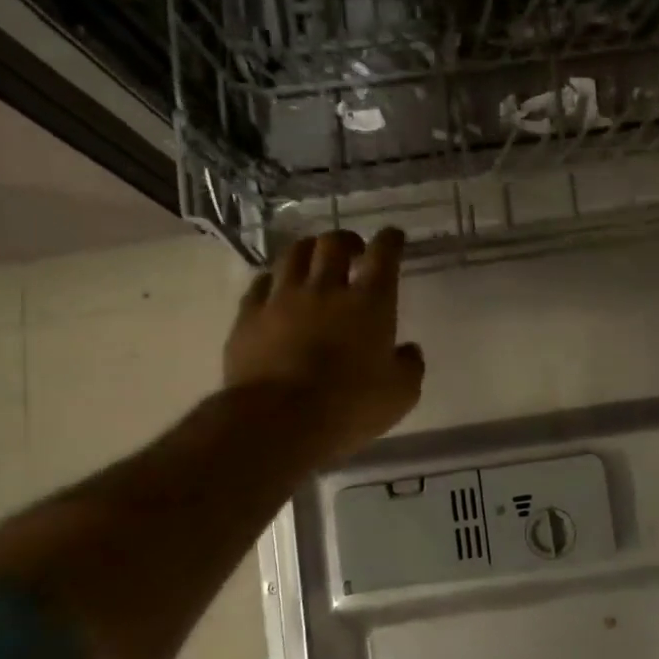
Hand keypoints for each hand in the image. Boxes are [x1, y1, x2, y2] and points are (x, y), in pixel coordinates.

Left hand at [225, 228, 424, 462]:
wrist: (278, 421)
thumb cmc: (350, 407)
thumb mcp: (401, 394)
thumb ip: (410, 366)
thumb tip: (408, 351)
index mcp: (370, 303)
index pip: (383, 255)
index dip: (390, 241)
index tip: (393, 237)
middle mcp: (326, 289)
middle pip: (333, 244)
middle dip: (347, 240)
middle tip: (353, 250)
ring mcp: (282, 299)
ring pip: (294, 254)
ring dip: (309, 251)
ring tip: (314, 260)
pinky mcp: (248, 317)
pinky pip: (260, 284)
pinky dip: (274, 280)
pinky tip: (276, 288)